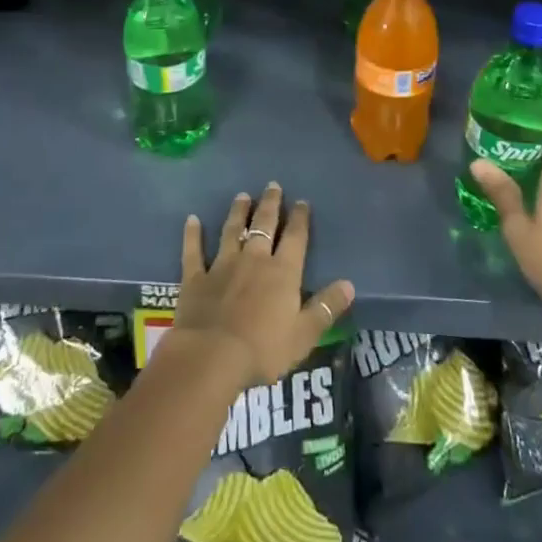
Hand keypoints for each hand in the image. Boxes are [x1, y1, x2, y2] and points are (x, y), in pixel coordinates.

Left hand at [172, 182, 355, 387]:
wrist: (212, 355)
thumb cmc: (264, 348)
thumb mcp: (304, 334)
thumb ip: (326, 308)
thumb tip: (349, 284)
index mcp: (282, 272)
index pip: (295, 238)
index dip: (299, 218)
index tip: (301, 201)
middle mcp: (253, 259)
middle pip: (263, 224)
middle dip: (270, 204)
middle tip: (272, 185)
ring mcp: (222, 265)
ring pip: (232, 230)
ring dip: (237, 212)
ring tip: (242, 195)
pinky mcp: (196, 277)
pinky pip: (194, 251)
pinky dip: (193, 234)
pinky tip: (192, 219)